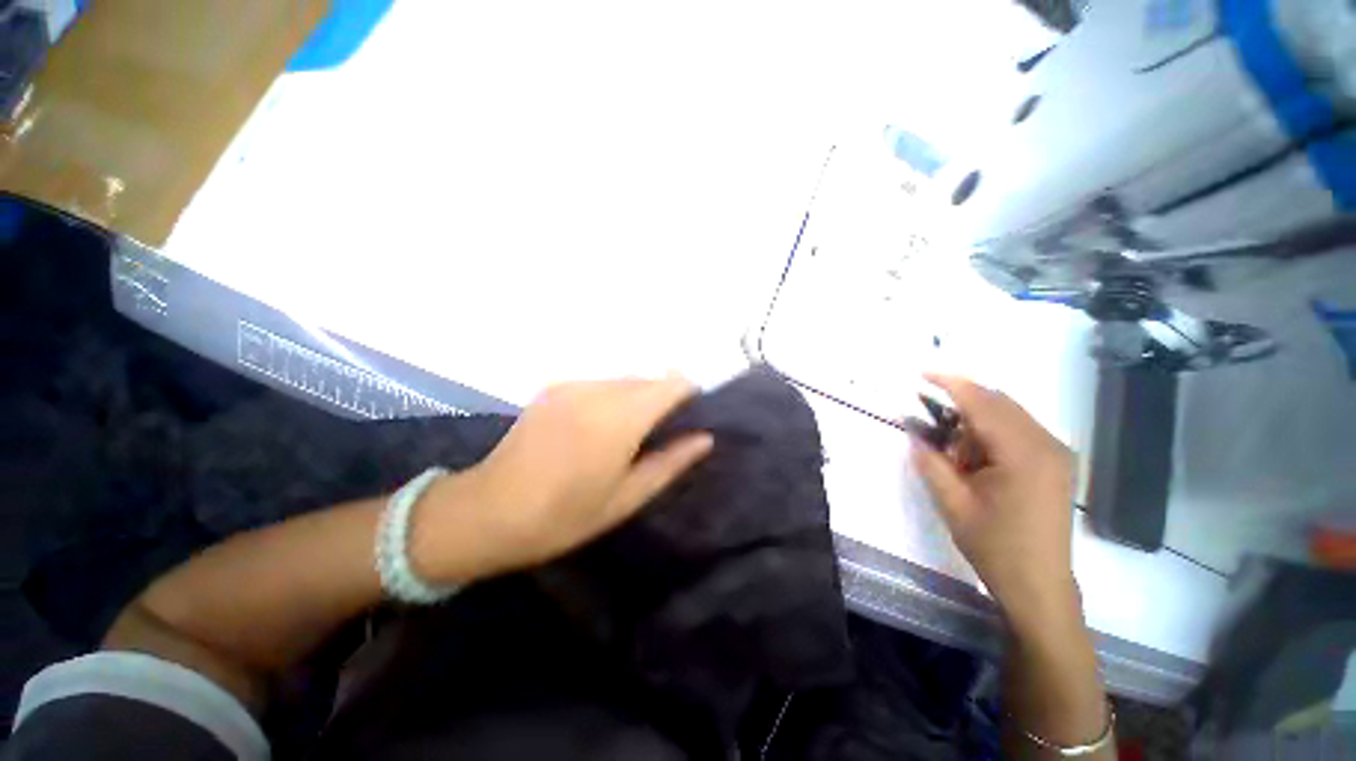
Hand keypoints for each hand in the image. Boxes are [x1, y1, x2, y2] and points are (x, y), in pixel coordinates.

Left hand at [415, 376, 713, 583]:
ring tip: (628, 434)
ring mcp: (572, 384)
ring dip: (637, 397)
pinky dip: (612, 397)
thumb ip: (671, 462)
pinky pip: (599, 384)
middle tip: (662, 432)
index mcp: (619, 418)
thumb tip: (705, 438)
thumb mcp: (627, 498)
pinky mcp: (554, 387)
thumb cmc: (564, 516)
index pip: (671, 384)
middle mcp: (597, 390)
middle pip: (648, 379)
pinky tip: (597, 428)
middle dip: (663, 397)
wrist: (487, 512)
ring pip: (624, 379)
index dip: (688, 394)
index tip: (692, 415)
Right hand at [909, 374, 1078, 631]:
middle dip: (961, 404)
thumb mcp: (952, 503)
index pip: (983, 404)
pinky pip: (1018, 428)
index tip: (921, 374)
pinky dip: (991, 431)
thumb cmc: (994, 546)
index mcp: (1023, 454)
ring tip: (955, 453)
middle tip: (931, 424)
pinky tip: (977, 458)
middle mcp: (1047, 445)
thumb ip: (930, 461)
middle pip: (999, 403)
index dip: (951, 384)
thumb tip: (913, 432)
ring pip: (1009, 414)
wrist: (1039, 584)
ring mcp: (1057, 452)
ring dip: (975, 421)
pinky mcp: (1056, 461)